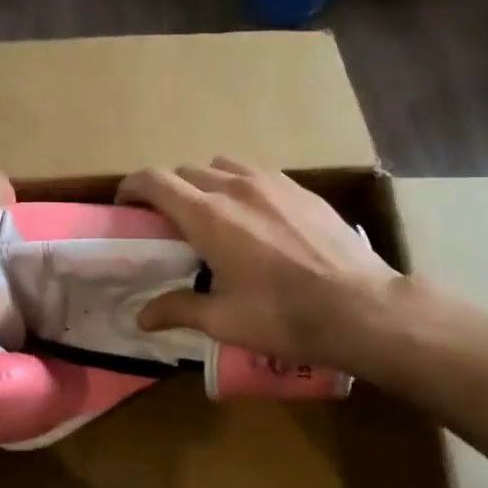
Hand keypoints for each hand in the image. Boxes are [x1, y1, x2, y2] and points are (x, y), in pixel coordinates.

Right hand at [117, 159, 402, 371]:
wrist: (362, 307)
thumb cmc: (284, 315)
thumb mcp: (224, 320)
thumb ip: (178, 311)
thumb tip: (140, 318)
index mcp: (207, 216)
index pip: (154, 181)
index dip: (132, 187)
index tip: (125, 204)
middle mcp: (235, 187)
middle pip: (185, 172)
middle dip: (169, 191)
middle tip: (168, 223)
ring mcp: (272, 182)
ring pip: (222, 166)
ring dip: (205, 183)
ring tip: (212, 215)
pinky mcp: (301, 188)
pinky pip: (257, 174)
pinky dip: (241, 186)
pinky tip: (255, 218)